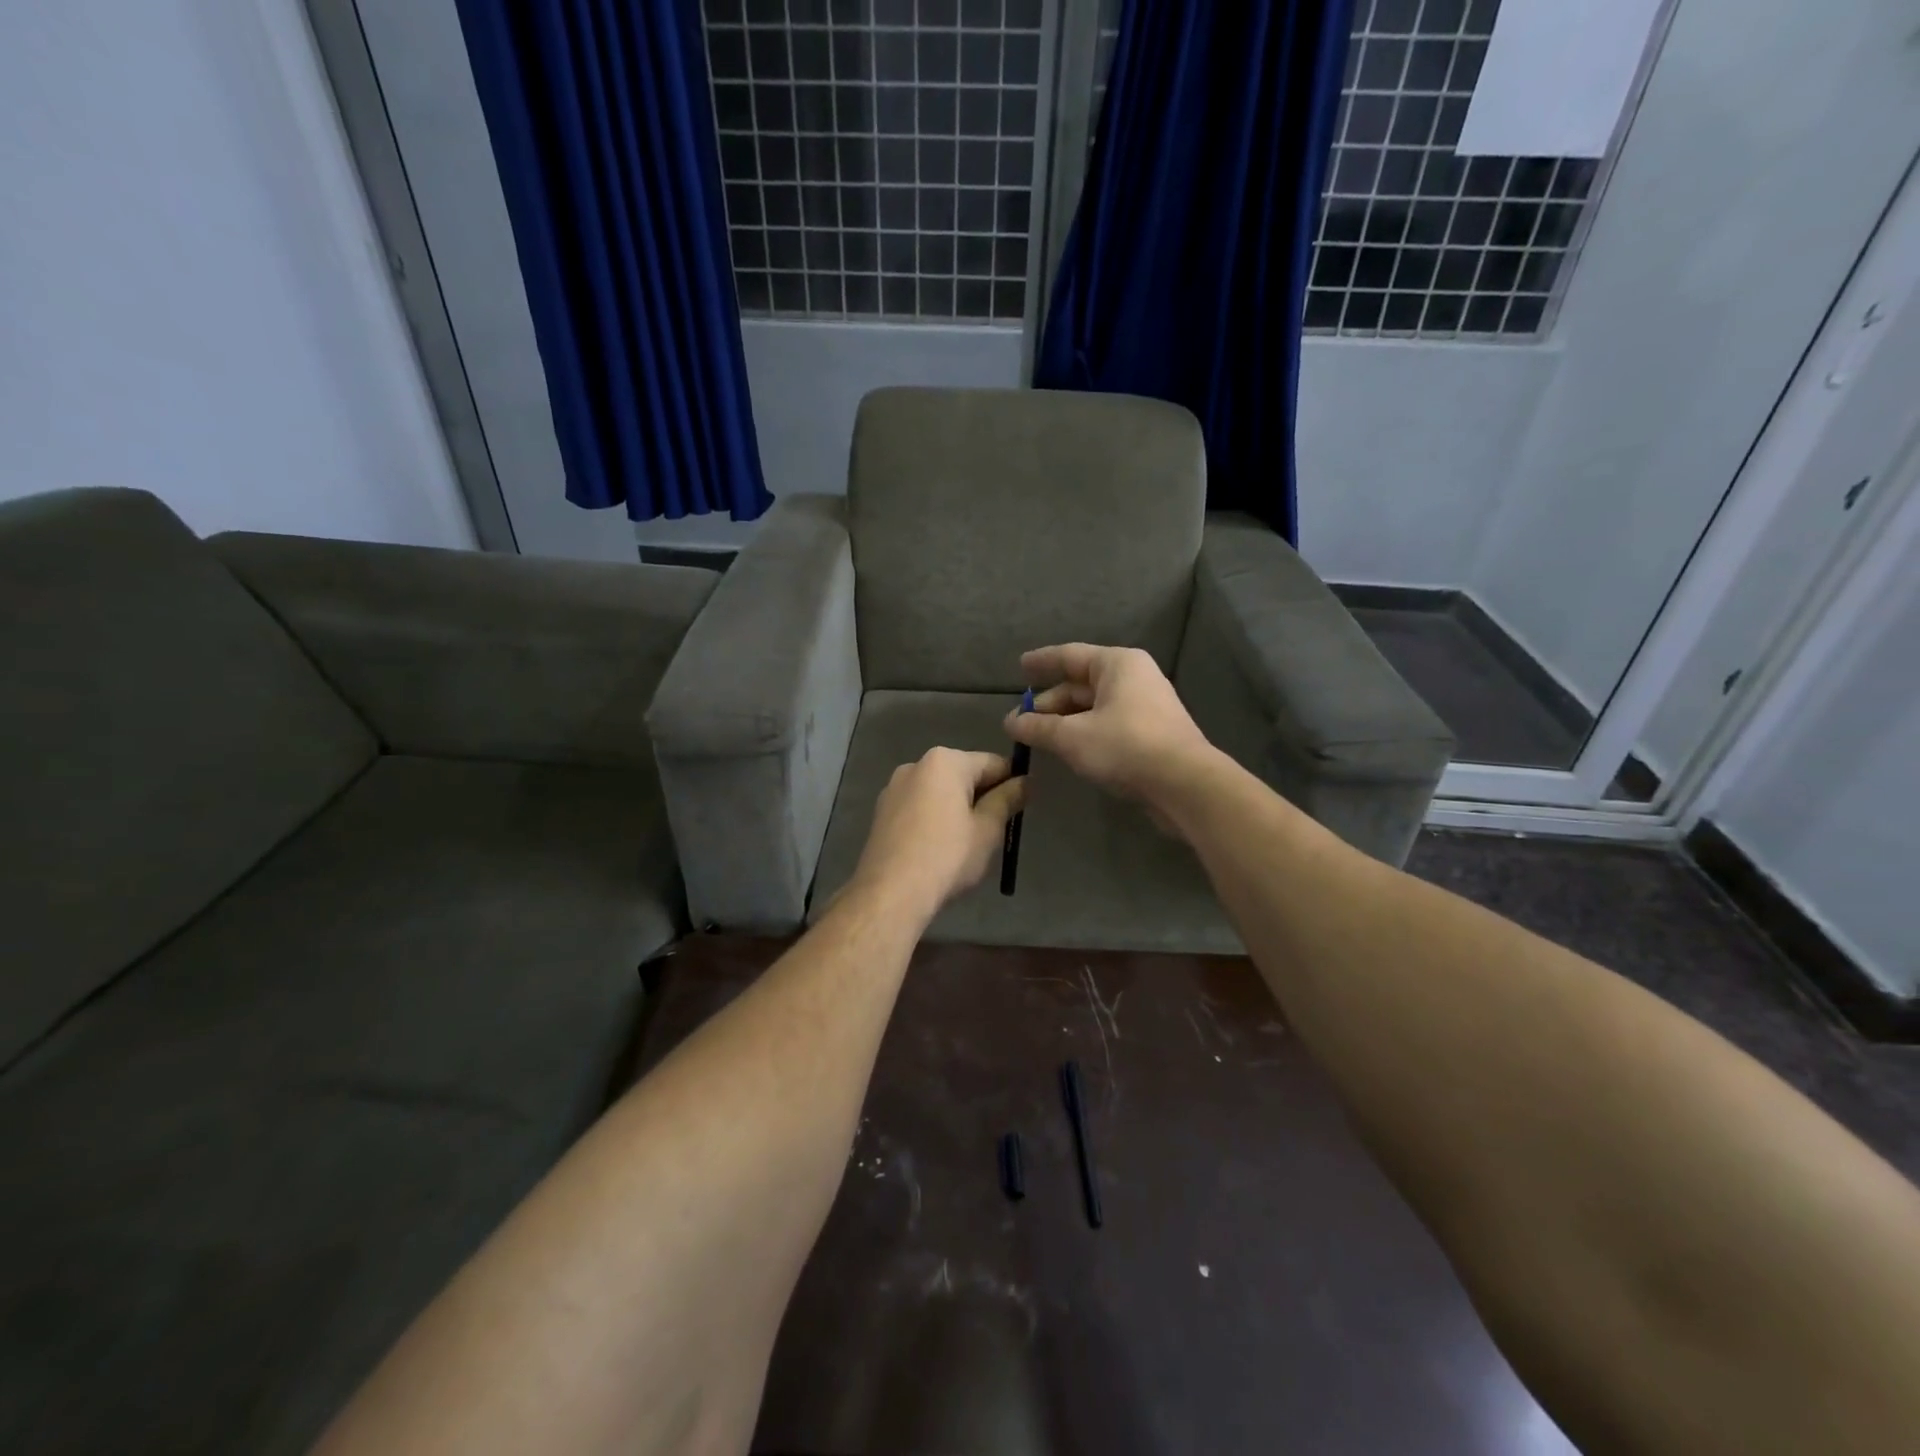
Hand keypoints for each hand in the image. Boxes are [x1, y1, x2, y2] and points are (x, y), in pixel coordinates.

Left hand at [845, 748, 1026, 923]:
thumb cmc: (947, 857)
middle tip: (995, 832)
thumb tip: (1025, 782)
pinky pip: (919, 807)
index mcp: (944, 761)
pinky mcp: (881, 812)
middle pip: (963, 775)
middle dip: (982, 797)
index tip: (1021, 810)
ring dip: (957, 809)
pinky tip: (939, 848)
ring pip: (939, 792)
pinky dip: (934, 819)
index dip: (1012, 784)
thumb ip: (1008, 799)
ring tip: (966, 844)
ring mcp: (894, 788)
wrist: (891, 893)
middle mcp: (915, 765)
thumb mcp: (988, 829)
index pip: (993, 763)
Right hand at [1005, 644, 1218, 815]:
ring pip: (1094, 707)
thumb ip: (1039, 727)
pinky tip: (1067, 749)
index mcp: (1118, 664)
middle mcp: (1134, 678)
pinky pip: (1108, 724)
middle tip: (1020, 720)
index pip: (1070, 655)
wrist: (1184, 784)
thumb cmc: (1125, 746)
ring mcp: (1146, 706)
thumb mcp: (1072, 737)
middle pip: (1081, 684)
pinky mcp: (1151, 734)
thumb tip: (1011, 722)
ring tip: (1037, 737)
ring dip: (1065, 721)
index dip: (1042, 662)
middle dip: (1050, 702)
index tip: (1020, 667)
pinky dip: (1085, 732)